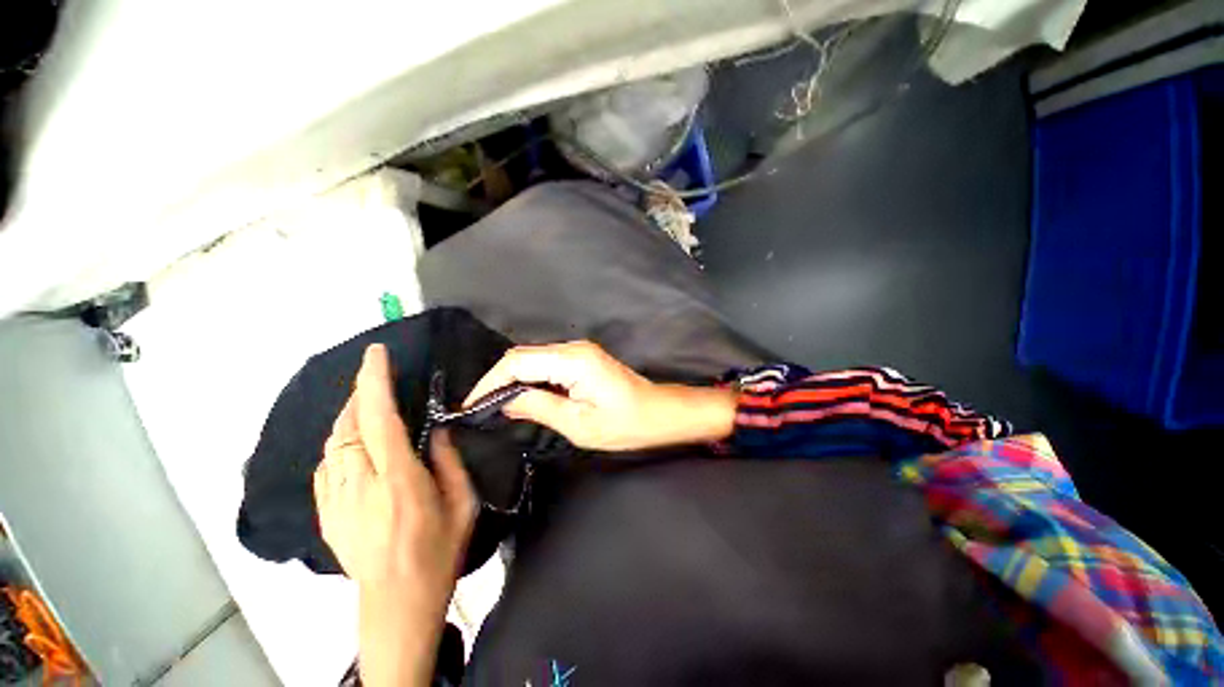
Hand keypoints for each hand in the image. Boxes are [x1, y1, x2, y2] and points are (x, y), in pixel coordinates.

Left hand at [315, 344, 475, 686]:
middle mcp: (360, 485)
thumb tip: (437, 430)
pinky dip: (338, 443)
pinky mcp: (325, 513)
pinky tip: (353, 443)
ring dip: (350, 417)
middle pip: (349, 425)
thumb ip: (449, 462)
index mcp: (399, 480)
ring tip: (368, 406)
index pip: (379, 419)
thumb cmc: (439, 551)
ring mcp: (335, 500)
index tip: (376, 354)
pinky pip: (325, 465)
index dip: (375, 382)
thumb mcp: (462, 504)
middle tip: (378, 379)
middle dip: (361, 394)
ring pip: (332, 442)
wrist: (397, 602)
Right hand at [464, 340, 737, 450]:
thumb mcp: (580, 424)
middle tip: (480, 408)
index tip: (471, 406)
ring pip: (532, 359)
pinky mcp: (582, 358)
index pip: (518, 363)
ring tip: (494, 405)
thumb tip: (504, 402)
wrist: (660, 412)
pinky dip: (529, 378)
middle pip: (522, 356)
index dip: (490, 382)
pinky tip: (522, 397)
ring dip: (512, 379)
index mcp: (572, 361)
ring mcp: (579, 351)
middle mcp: (573, 348)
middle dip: (497, 380)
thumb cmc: (626, 424)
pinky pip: (546, 364)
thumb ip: (539, 408)